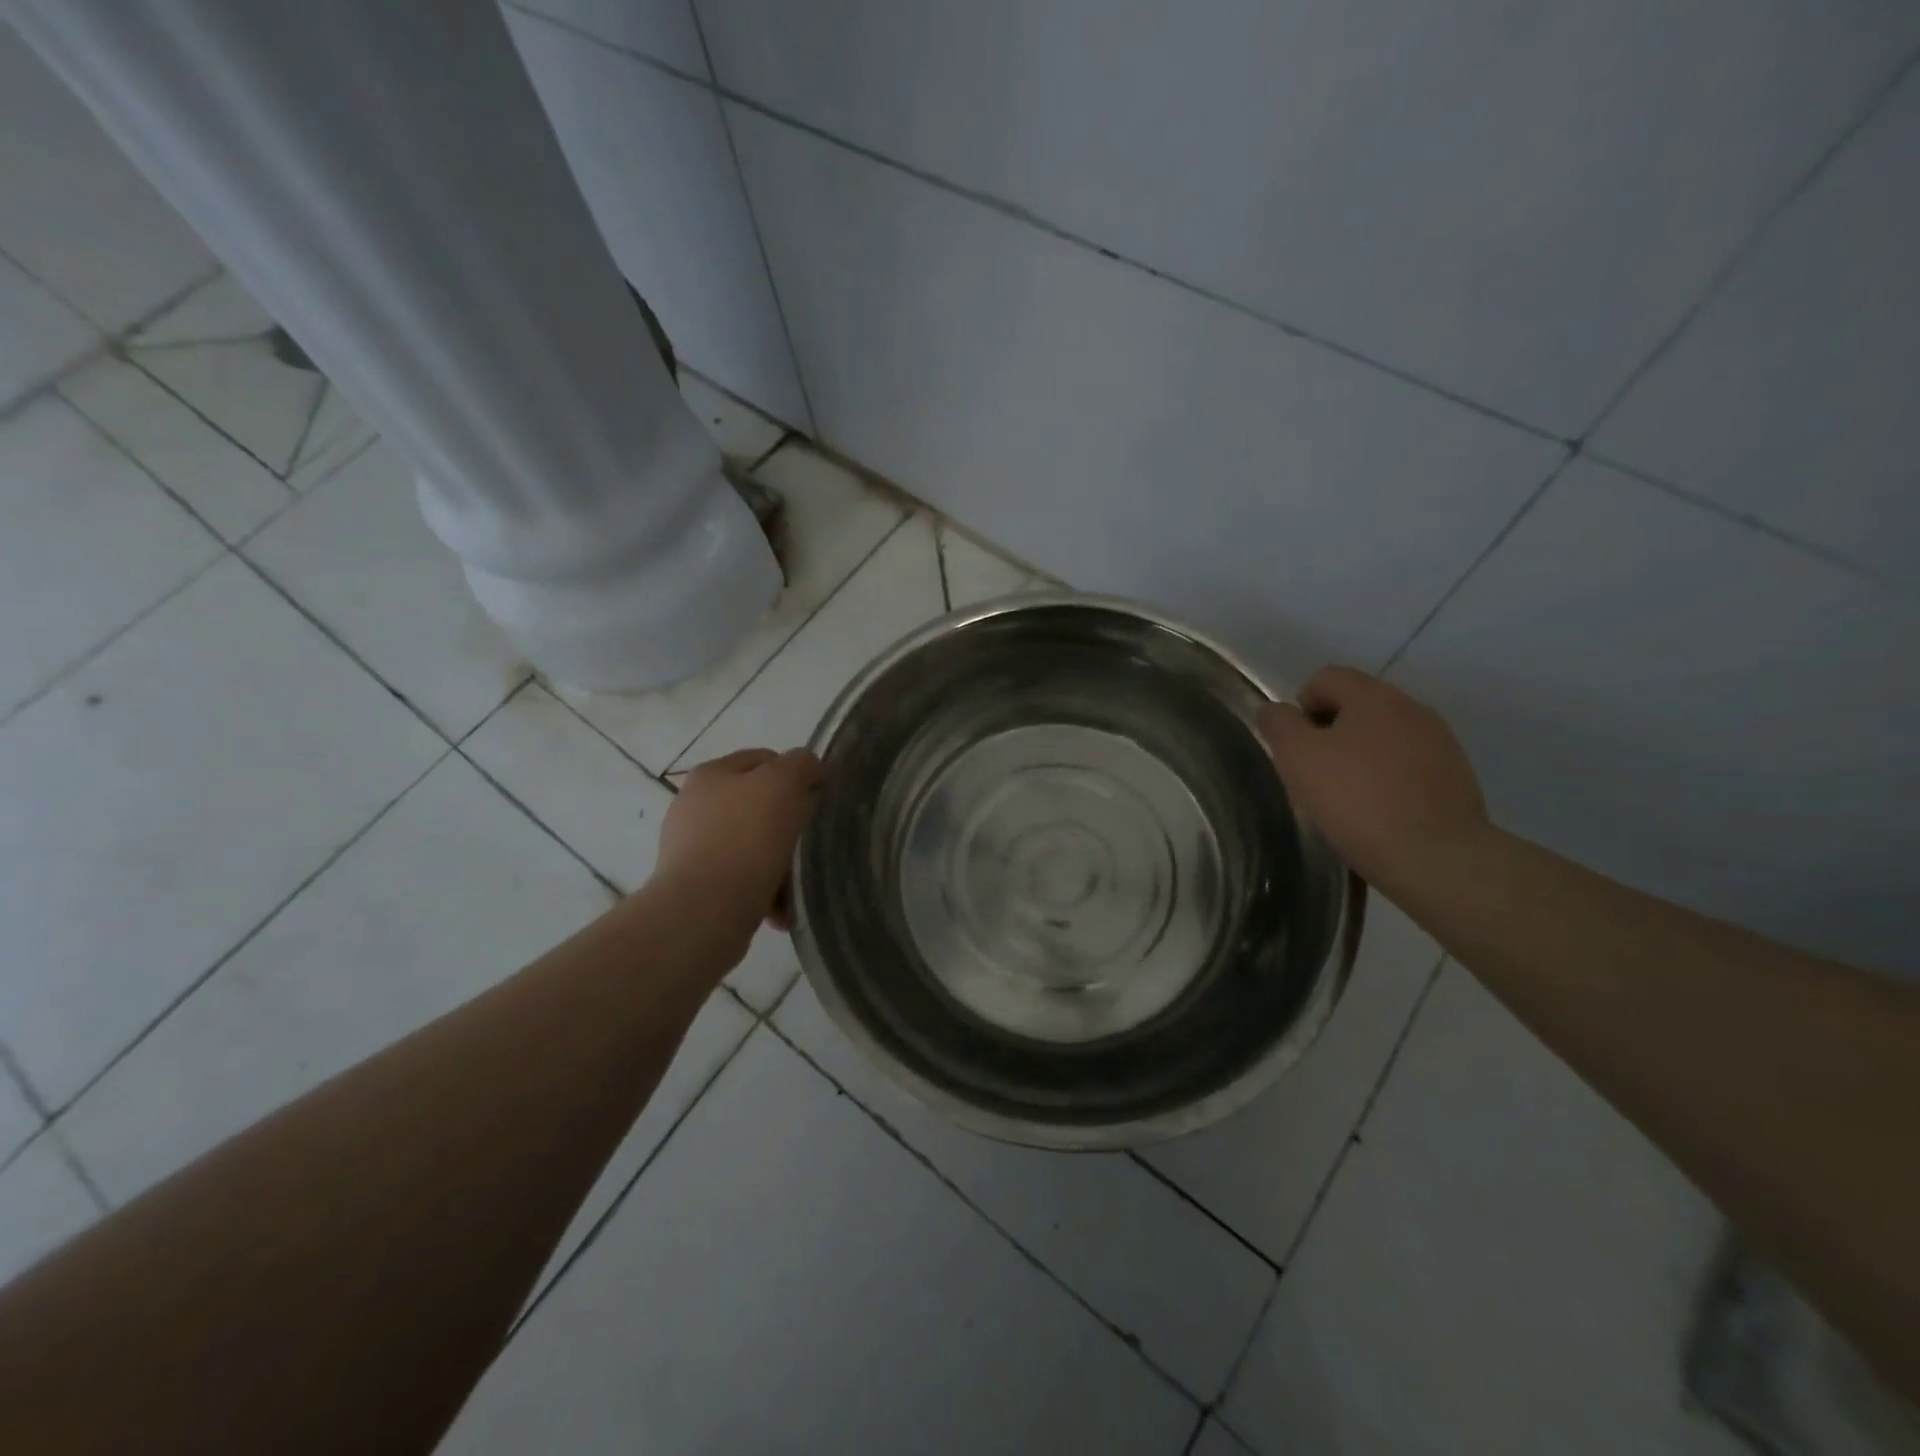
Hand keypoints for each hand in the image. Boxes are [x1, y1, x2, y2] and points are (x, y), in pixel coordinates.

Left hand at [656, 748, 824, 933]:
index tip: (819, 800)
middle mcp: (694, 806)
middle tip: (810, 842)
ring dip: (779, 862)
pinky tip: (781, 907)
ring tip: (797, 882)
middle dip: (788, 823)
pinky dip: (764, 890)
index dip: (798, 774)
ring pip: (753, 845)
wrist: (704, 910)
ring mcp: (691, 848)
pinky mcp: (696, 886)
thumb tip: (812, 771)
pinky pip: (743, 880)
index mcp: (711, 774)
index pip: (765, 760)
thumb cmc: (746, 837)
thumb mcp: (783, 782)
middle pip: (759, 804)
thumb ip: (802, 764)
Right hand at [1259, 666, 1489, 893]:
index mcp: (1372, 696)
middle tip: (1316, 775)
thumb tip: (1277, 711)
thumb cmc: (1356, 800)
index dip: (1300, 708)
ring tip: (1348, 798)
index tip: (1297, 749)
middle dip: (1330, 733)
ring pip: (1383, 736)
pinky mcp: (1455, 775)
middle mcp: (1411, 707)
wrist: (1436, 857)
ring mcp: (1439, 741)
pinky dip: (1388, 778)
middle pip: (1355, 705)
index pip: (1325, 678)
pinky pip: (1407, 764)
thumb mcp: (1297, 758)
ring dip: (1360, 756)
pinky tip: (1380, 811)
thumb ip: (1279, 724)